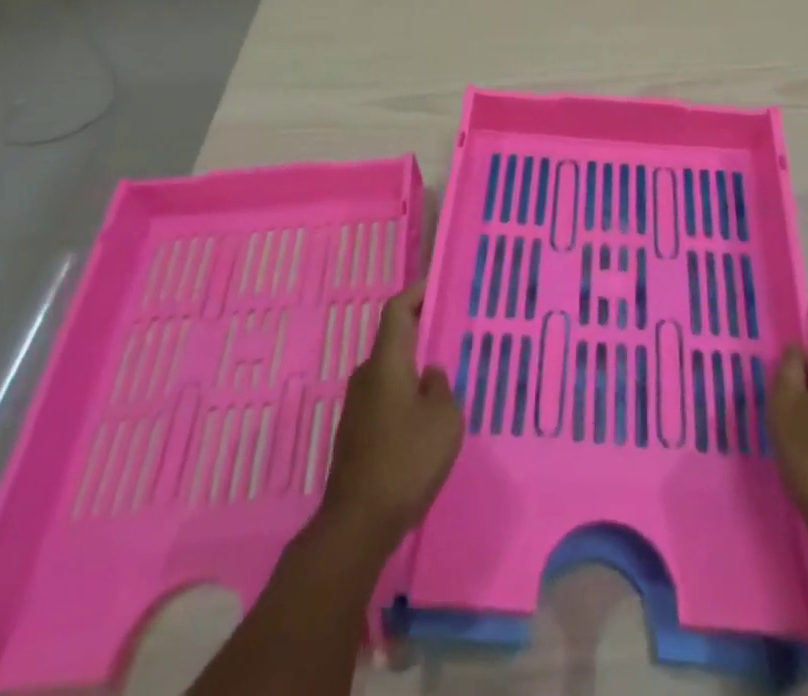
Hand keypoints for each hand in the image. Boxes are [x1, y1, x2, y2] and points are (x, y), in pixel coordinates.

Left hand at [320, 282, 462, 549]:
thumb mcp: (444, 420)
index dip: (417, 291)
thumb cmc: (405, 461)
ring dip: (413, 365)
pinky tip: (426, 414)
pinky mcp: (356, 433)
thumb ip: (442, 387)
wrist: (357, 524)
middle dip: (420, 329)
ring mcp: (357, 406)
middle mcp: (367, 376)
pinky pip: (385, 396)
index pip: (397, 310)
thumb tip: (430, 375)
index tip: (438, 283)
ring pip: (390, 370)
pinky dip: (406, 392)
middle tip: (452, 329)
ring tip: (445, 373)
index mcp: (386, 363)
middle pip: (393, 339)